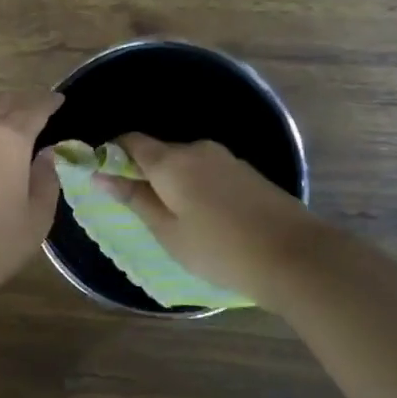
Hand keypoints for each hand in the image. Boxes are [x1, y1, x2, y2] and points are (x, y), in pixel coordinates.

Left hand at [0, 92, 63, 295]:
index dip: (49, 102)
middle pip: (2, 104)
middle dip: (21, 102)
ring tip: (7, 132)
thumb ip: (46, 179)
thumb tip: (46, 155)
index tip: (58, 99)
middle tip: (34, 108)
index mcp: (9, 138)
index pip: (34, 108)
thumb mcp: (36, 217)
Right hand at [97, 134, 331, 308]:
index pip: (129, 141)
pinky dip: (196, 188)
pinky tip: (207, 219)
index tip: (106, 181)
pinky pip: (207, 172)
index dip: (111, 155)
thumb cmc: (220, 249)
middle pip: (158, 152)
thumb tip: (100, 174)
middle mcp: (196, 149)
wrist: (296, 256)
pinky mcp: (246, 172)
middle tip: (143, 213)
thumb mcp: (169, 232)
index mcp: (171, 161)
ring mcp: (225, 158)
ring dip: (172, 184)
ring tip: (178, 223)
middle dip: (144, 175)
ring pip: (184, 164)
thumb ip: (134, 199)